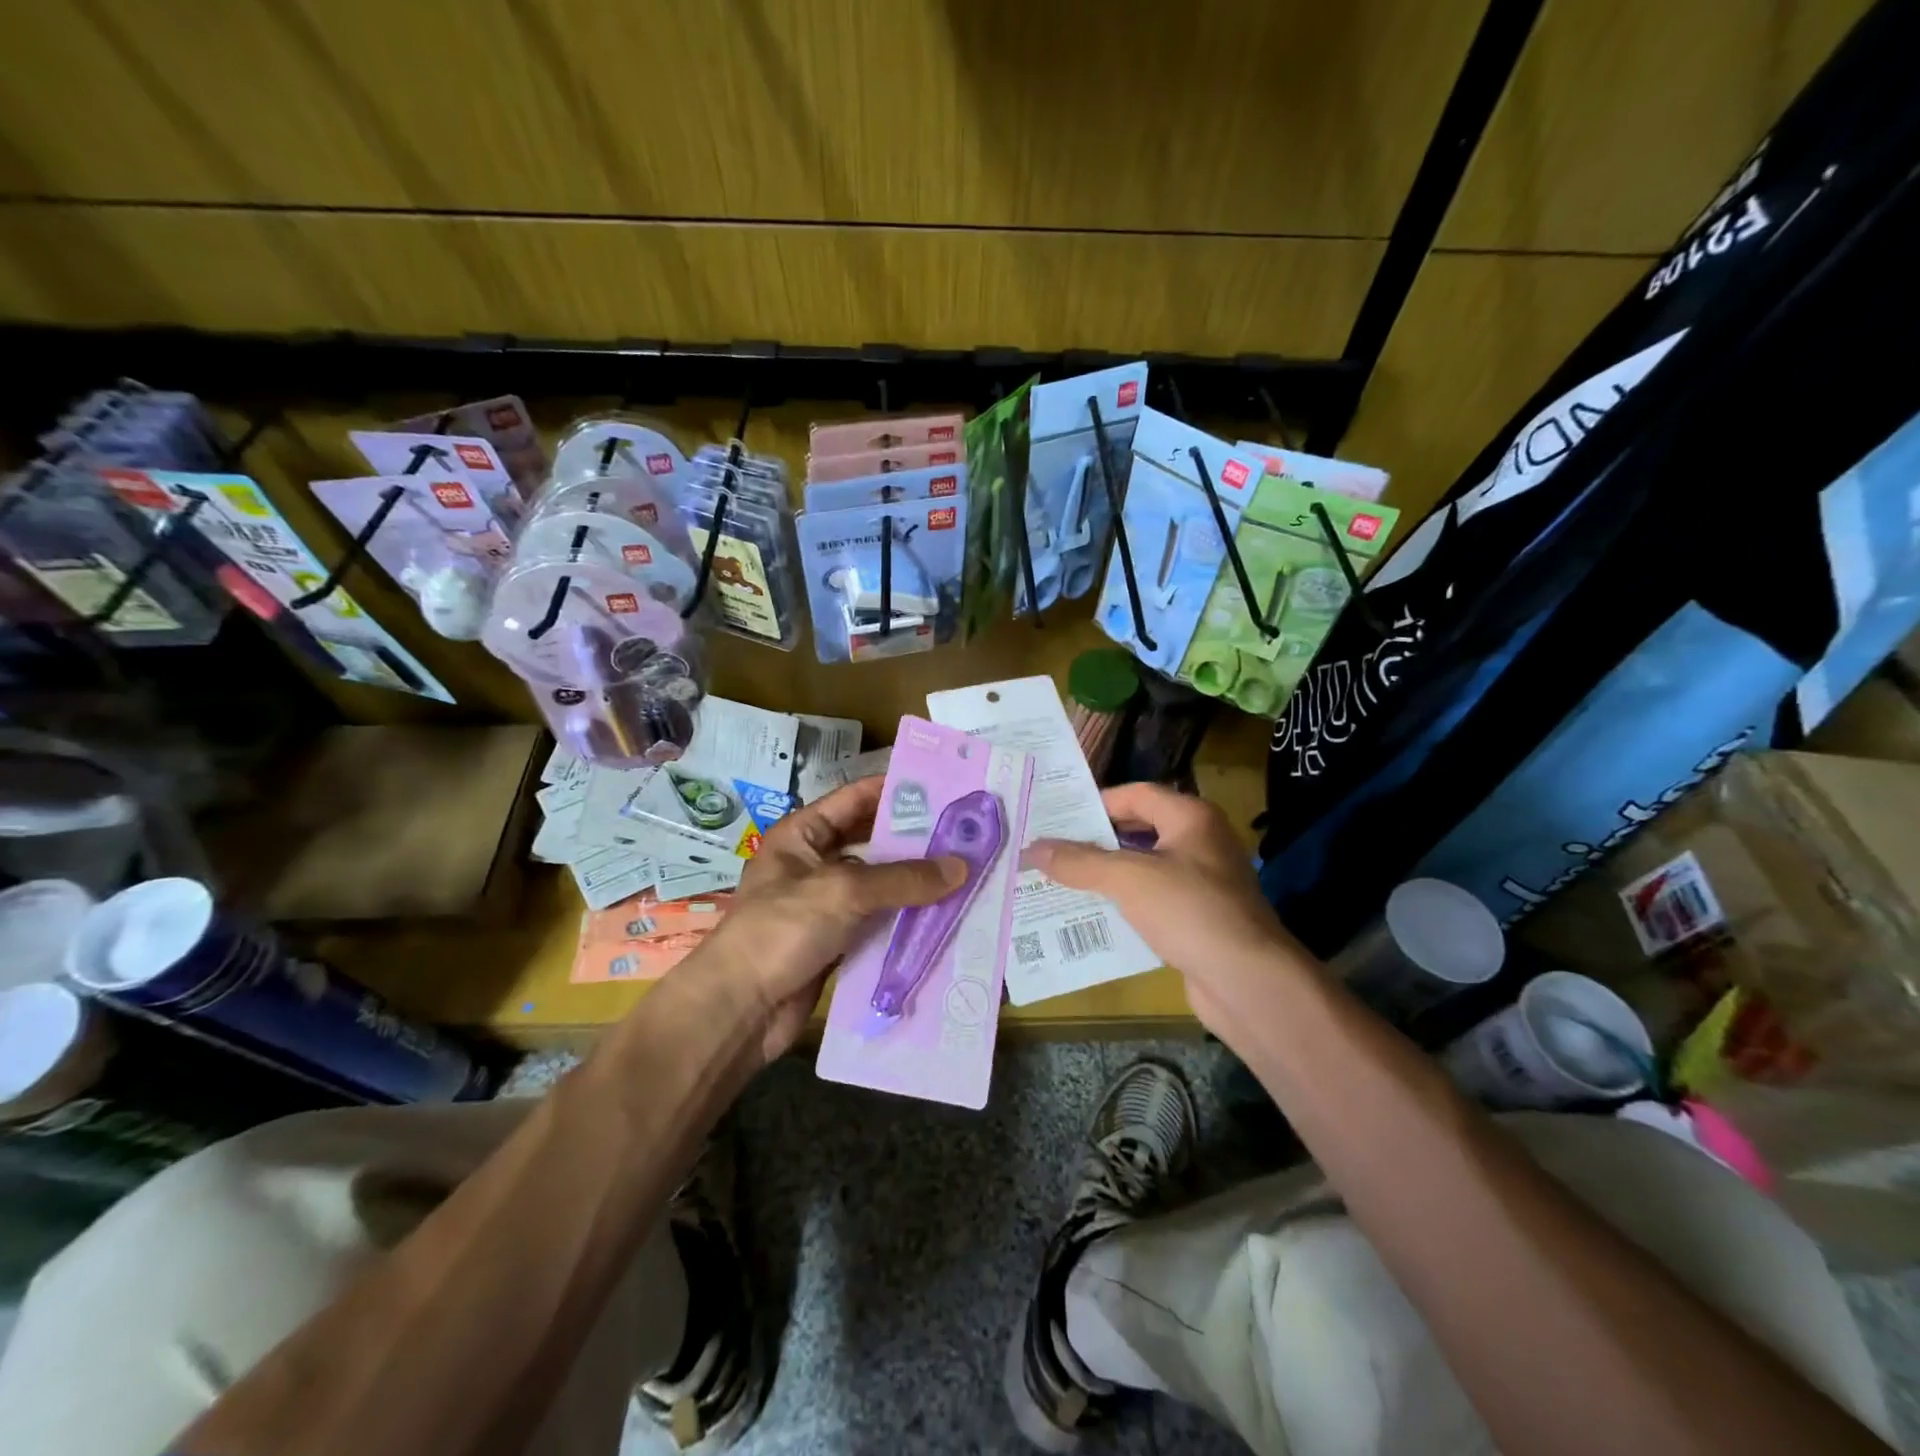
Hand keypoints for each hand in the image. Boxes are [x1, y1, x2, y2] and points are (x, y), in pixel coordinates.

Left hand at [700, 776, 965, 1062]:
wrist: (739, 1009)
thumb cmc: (782, 929)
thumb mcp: (844, 891)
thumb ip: (903, 878)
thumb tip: (962, 866)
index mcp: (802, 835)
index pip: (855, 799)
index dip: (895, 791)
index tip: (942, 788)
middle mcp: (814, 864)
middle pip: (871, 843)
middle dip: (914, 841)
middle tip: (965, 835)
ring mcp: (825, 906)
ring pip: (878, 886)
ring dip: (915, 885)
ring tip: (966, 873)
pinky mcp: (836, 943)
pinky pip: (878, 923)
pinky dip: (905, 921)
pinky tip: (944, 917)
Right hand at [1026, 783, 1311, 1035]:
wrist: (1249, 982)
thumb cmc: (1190, 911)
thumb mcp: (1128, 879)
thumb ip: (1079, 861)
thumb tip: (1031, 847)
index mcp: (1190, 817)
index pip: (1135, 794)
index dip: (1095, 802)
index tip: (1056, 817)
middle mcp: (1200, 842)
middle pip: (1138, 830)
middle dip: (1095, 842)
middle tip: (1050, 849)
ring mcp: (1202, 883)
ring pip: (1143, 869)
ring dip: (1105, 876)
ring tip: (1059, 882)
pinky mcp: (1198, 919)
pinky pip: (1152, 902)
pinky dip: (1123, 906)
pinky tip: (1091, 917)